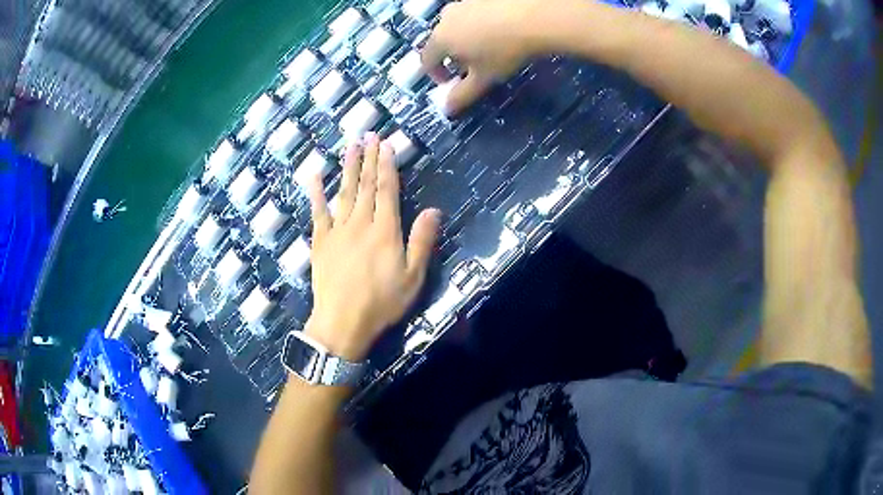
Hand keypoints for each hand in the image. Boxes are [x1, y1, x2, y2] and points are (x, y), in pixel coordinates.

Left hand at [305, 133, 440, 360]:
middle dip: (368, 157)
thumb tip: (434, 210)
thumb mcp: (413, 277)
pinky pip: (318, 211)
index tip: (386, 144)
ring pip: (344, 191)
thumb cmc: (382, 303)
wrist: (342, 322)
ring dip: (347, 167)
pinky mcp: (320, 240)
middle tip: (369, 134)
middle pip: (365, 184)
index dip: (387, 165)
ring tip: (350, 145)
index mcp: (385, 230)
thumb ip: (422, 241)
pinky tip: (314, 175)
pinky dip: (316, 192)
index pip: (387, 189)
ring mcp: (337, 230)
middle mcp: (361, 222)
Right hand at [420, 0, 550, 114]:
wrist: (534, 16)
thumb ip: (463, 95)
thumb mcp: (484, 79)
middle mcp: (446, 18)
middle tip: (471, 65)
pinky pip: (473, 13)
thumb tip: (447, 110)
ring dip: (464, 37)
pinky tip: (499, 29)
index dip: (436, 74)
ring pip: (457, 24)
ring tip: (486, 46)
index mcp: (440, 39)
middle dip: (451, 55)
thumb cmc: (504, 51)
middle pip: (441, 40)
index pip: (426, 60)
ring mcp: (463, 3)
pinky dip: (479, 23)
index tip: (449, 81)